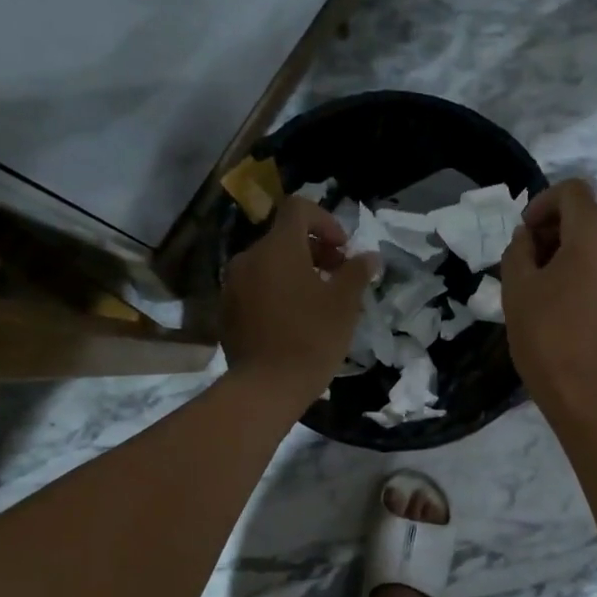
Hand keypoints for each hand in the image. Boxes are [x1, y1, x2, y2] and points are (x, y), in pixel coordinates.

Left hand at [222, 194, 378, 407]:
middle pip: (283, 238)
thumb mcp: (344, 304)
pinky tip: (293, 321)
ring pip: (268, 264)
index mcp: (278, 247)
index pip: (299, 208)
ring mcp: (233, 285)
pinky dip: (276, 293)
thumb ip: (357, 272)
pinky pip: (255, 288)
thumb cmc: (311, 339)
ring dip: (295, 273)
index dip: (326, 221)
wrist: (266, 387)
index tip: (343, 250)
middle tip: (337, 277)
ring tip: (317, 302)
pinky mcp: (227, 311)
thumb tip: (368, 256)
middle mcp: (249, 257)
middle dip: (314, 250)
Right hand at [500, 178, 596, 421]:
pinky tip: (570, 300)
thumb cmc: (545, 337)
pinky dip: (592, 269)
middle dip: (559, 226)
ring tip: (549, 282)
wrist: (585, 393)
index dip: (544, 202)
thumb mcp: (516, 288)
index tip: (525, 232)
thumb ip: (519, 249)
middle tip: (531, 257)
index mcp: (595, 238)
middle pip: (591, 215)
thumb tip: (529, 237)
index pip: (574, 192)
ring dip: (575, 248)